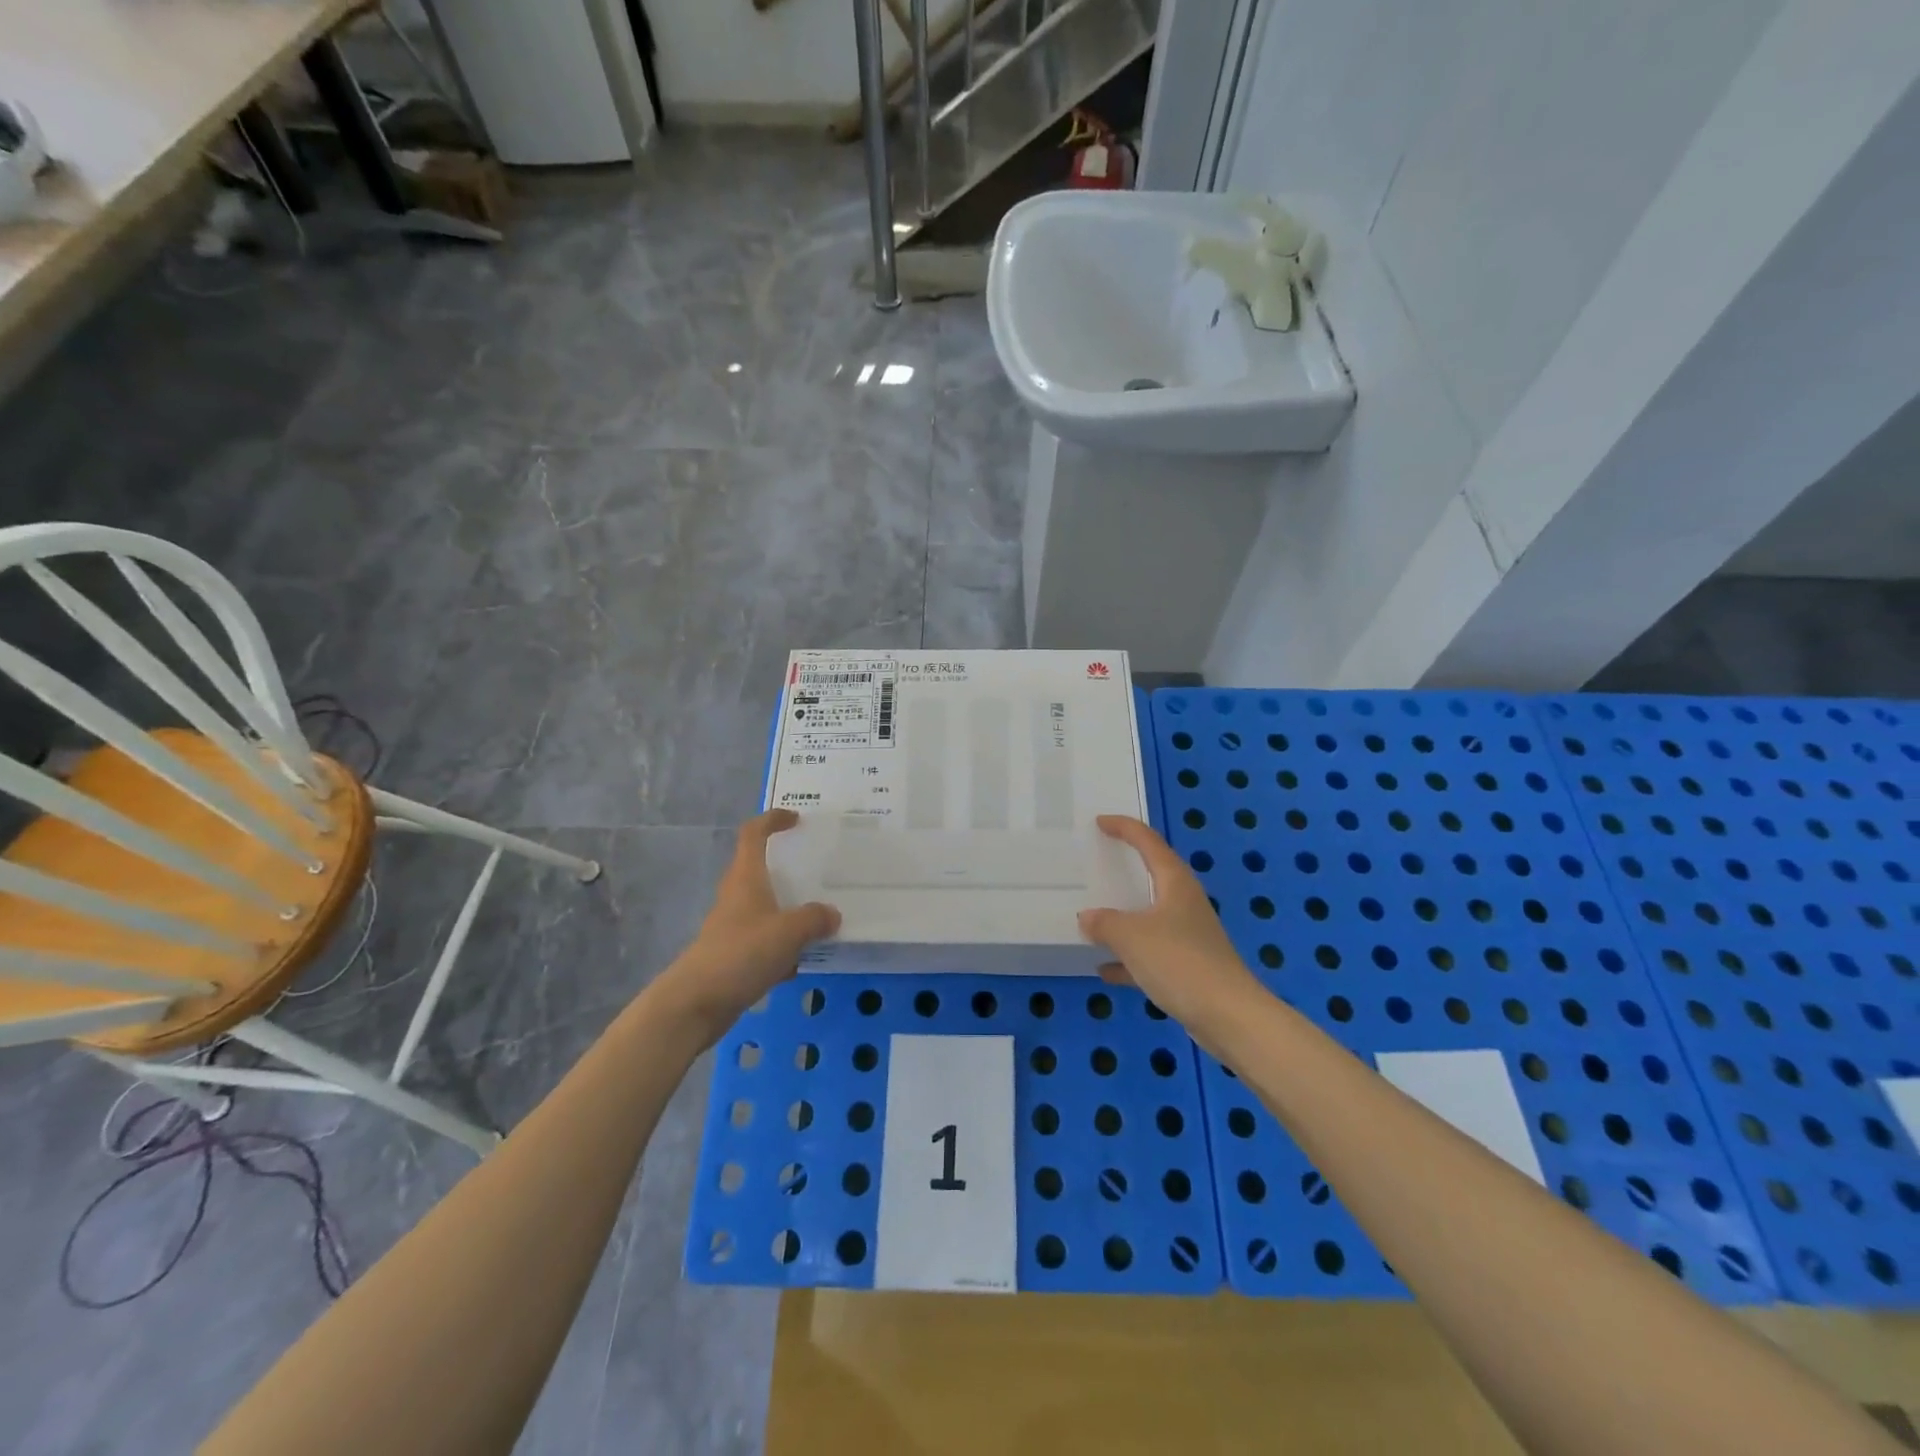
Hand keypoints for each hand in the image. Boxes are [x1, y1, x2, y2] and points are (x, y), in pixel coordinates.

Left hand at [654, 810, 839, 1046]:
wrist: (696, 1003)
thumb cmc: (741, 953)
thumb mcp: (789, 932)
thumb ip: (815, 919)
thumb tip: (832, 914)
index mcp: (746, 878)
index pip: (753, 834)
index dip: (772, 820)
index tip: (796, 819)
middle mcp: (737, 896)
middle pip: (760, 869)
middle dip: (787, 868)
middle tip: (819, 869)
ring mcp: (733, 926)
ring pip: (766, 907)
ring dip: (789, 909)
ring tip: (821, 915)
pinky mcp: (733, 955)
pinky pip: (764, 940)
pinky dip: (783, 946)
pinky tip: (802, 961)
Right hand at [1077, 815, 1262, 1053]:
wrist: (1229, 1017)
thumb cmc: (1179, 962)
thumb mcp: (1131, 937)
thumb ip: (1105, 923)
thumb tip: (1089, 918)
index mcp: (1175, 883)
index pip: (1149, 842)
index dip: (1125, 828)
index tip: (1100, 822)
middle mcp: (1185, 903)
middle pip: (1154, 876)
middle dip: (1127, 869)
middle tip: (1100, 861)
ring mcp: (1189, 936)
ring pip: (1151, 917)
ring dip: (1125, 918)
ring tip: (1094, 918)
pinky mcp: (1189, 967)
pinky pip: (1151, 954)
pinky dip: (1129, 958)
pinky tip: (1105, 970)